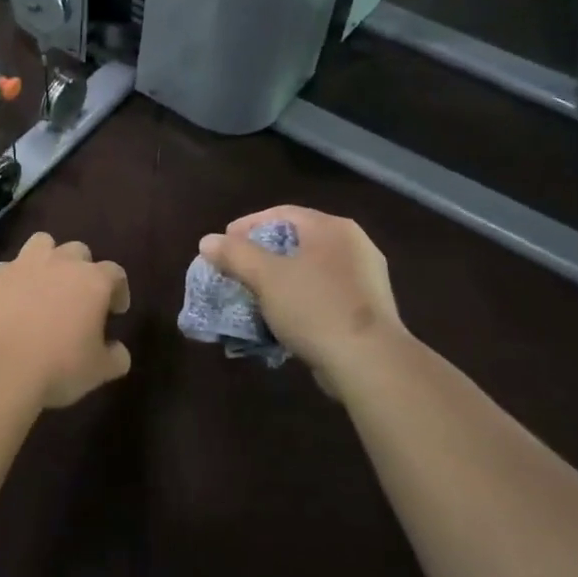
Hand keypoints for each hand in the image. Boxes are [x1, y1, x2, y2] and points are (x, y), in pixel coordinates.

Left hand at [0, 233, 130, 407]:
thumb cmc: (57, 366)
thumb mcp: (98, 371)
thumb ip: (115, 357)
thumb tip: (118, 351)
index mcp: (92, 281)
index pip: (115, 273)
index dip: (119, 290)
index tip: (116, 311)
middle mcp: (60, 263)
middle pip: (78, 251)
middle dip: (82, 269)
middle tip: (79, 298)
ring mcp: (23, 264)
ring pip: (42, 244)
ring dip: (48, 260)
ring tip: (45, 286)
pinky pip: (9, 268)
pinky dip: (15, 280)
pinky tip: (12, 302)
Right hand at [199, 207, 409, 396]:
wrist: (369, 363)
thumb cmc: (315, 307)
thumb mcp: (265, 277)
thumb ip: (235, 254)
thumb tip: (208, 241)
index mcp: (332, 228)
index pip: (281, 213)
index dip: (247, 226)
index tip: (223, 245)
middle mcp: (354, 245)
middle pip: (296, 240)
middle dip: (261, 255)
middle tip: (236, 269)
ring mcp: (365, 278)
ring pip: (310, 269)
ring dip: (279, 279)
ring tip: (254, 294)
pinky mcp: (368, 309)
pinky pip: (323, 293)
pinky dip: (299, 299)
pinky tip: (282, 316)